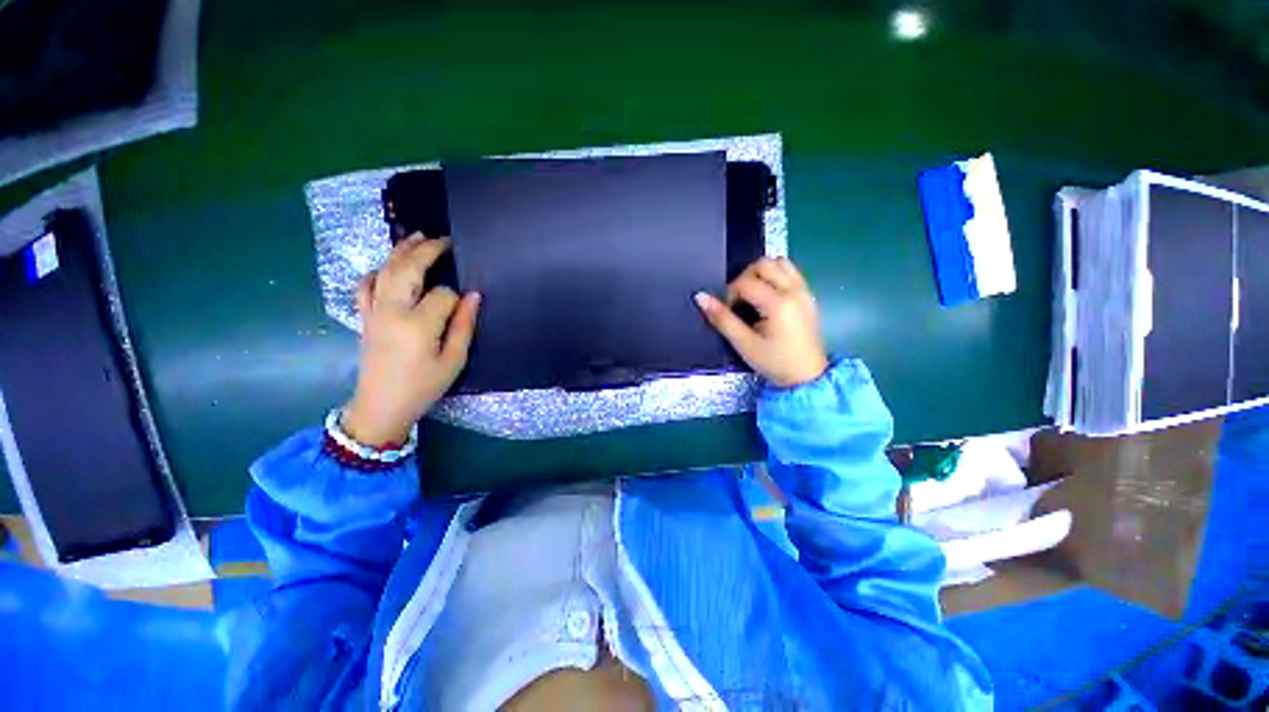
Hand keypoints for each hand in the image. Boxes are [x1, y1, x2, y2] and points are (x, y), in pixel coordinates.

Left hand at [343, 236, 479, 446]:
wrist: (381, 405)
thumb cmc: (423, 386)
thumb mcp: (453, 360)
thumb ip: (464, 326)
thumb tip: (473, 295)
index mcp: (418, 324)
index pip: (443, 294)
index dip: (457, 296)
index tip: (465, 305)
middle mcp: (393, 310)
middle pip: (408, 269)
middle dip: (428, 250)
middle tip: (445, 239)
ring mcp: (374, 311)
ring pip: (386, 270)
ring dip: (401, 251)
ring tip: (417, 236)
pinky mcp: (365, 316)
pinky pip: (365, 286)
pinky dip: (376, 271)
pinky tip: (386, 266)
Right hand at [695, 257, 828, 387]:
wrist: (806, 377)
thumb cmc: (774, 362)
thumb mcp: (744, 343)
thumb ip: (722, 319)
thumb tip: (700, 297)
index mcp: (778, 302)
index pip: (745, 281)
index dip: (730, 293)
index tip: (729, 312)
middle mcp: (794, 290)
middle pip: (764, 264)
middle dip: (745, 278)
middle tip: (739, 301)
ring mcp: (804, 290)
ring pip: (780, 263)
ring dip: (761, 273)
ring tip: (753, 296)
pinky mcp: (808, 295)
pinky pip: (790, 272)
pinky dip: (775, 276)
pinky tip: (768, 298)